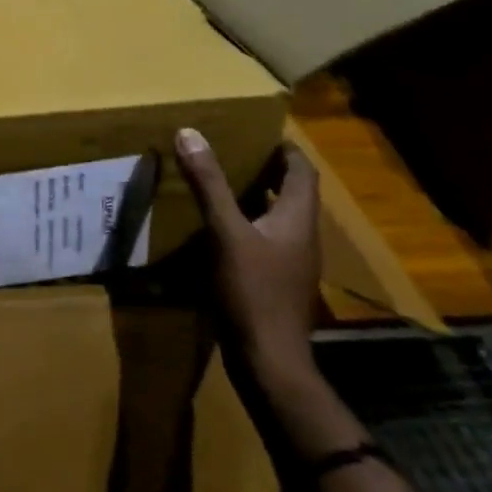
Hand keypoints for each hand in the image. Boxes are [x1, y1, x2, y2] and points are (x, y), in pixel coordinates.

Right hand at [174, 128, 320, 378]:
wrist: (268, 360)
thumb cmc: (252, 292)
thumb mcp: (226, 232)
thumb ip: (209, 184)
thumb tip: (189, 133)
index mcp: (298, 219)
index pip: (302, 171)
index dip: (285, 148)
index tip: (257, 130)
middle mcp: (301, 237)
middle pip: (291, 193)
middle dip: (265, 169)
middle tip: (230, 151)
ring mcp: (290, 263)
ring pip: (277, 218)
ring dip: (254, 197)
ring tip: (218, 183)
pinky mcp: (275, 282)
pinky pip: (264, 241)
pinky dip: (245, 224)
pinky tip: (217, 229)